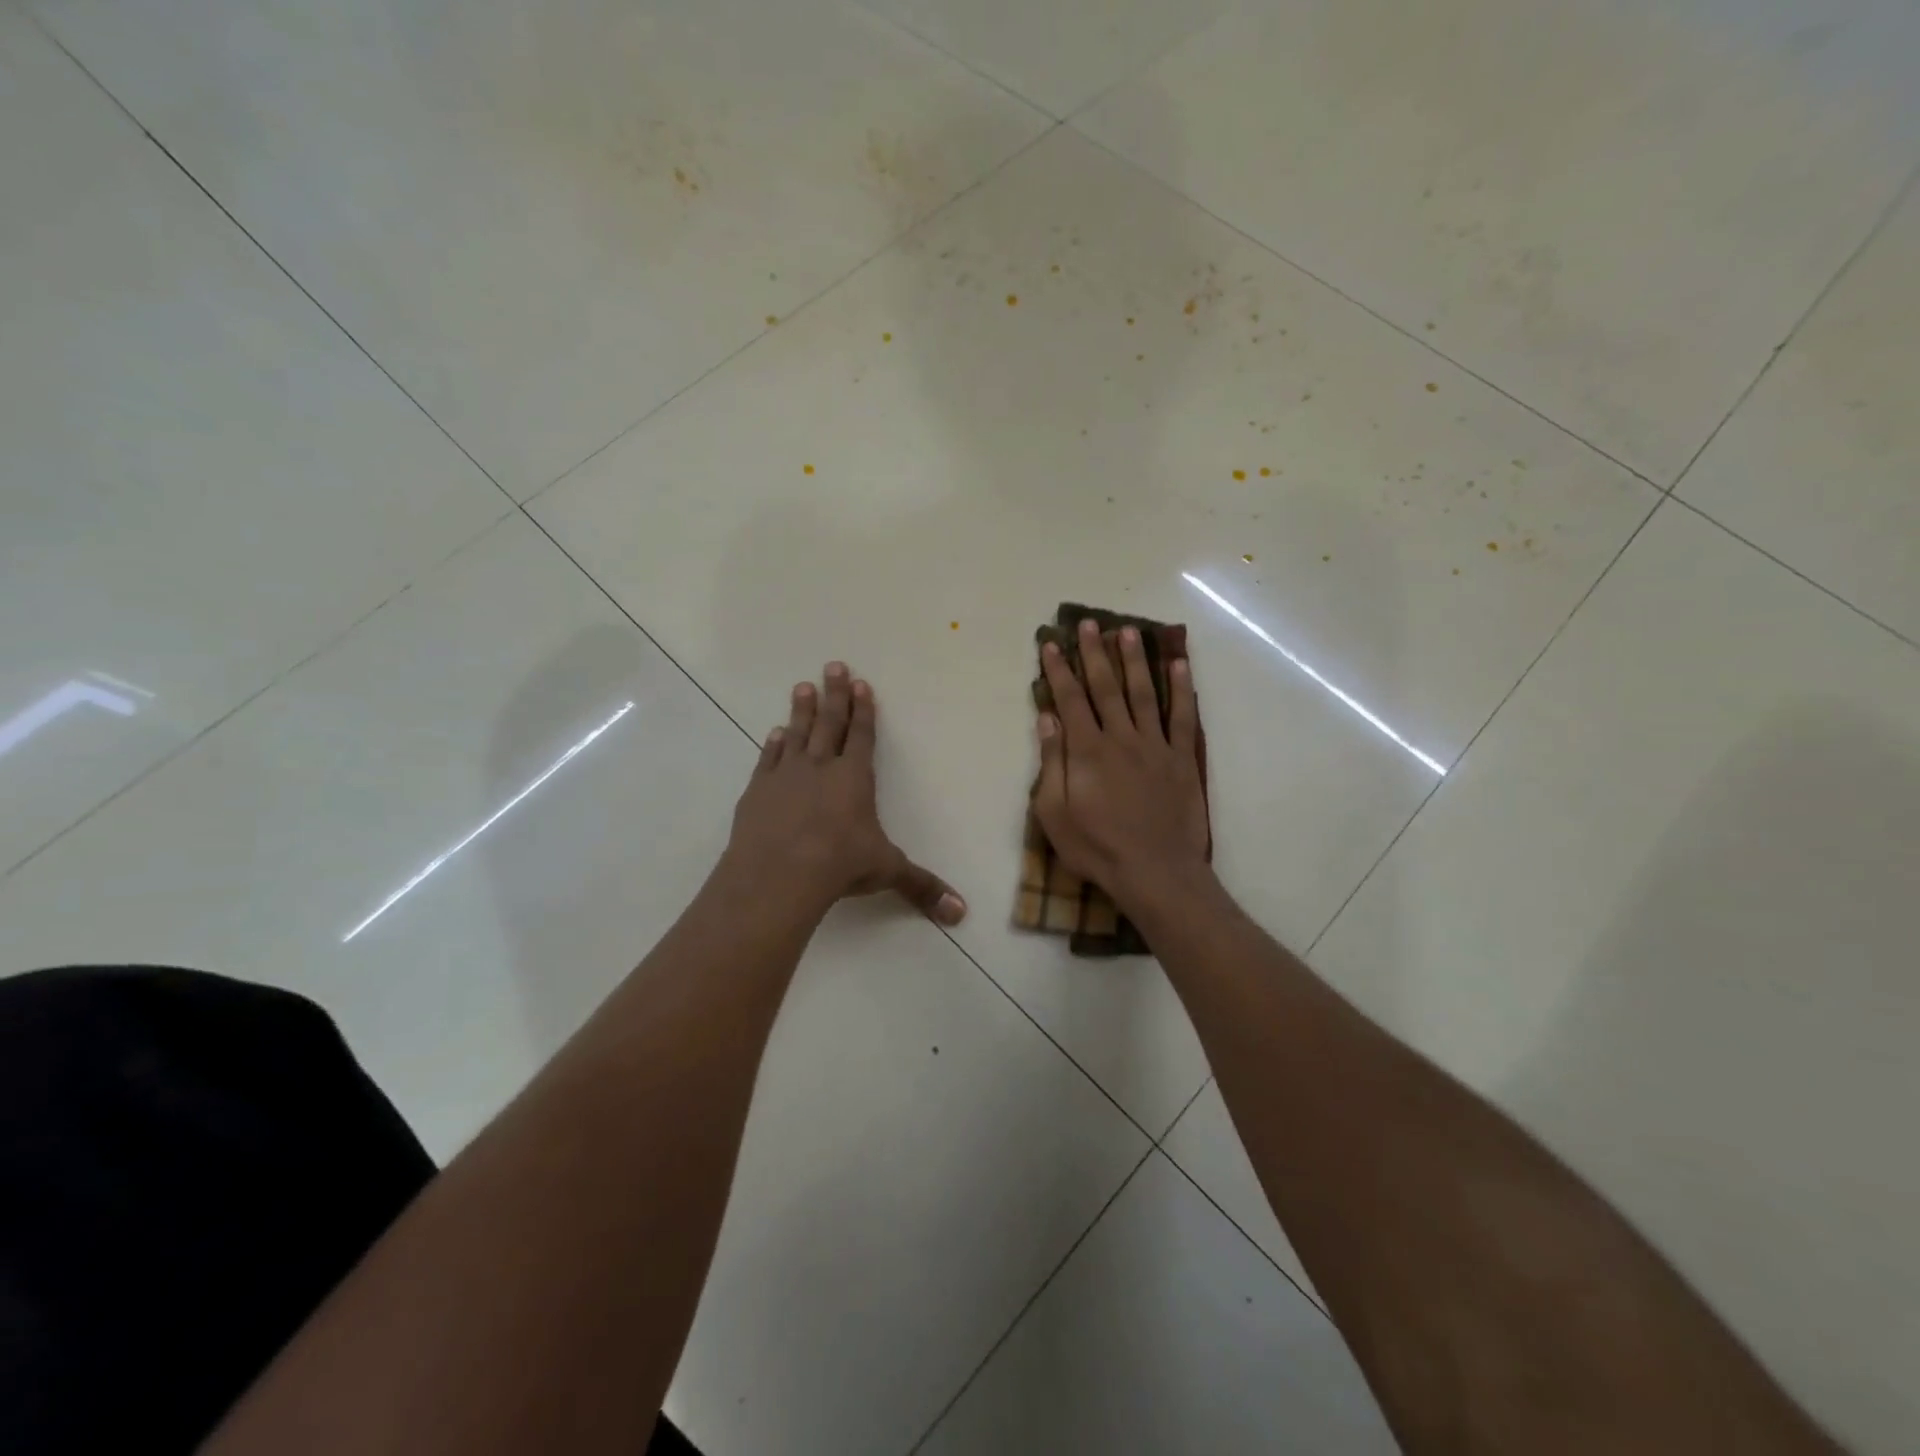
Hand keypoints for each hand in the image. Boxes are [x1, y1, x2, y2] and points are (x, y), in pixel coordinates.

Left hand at [726, 663, 965, 924]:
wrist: (780, 874)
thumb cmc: (840, 865)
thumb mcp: (887, 872)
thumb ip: (922, 886)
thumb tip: (961, 913)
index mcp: (855, 778)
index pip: (863, 736)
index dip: (863, 710)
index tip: (861, 684)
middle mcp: (821, 768)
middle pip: (829, 723)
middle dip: (833, 695)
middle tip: (832, 665)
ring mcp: (786, 776)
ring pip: (797, 734)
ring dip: (801, 710)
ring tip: (802, 686)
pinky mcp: (758, 791)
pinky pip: (768, 759)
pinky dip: (773, 744)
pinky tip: (774, 733)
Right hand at [1033, 620, 1210, 911]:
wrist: (1155, 872)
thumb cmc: (1096, 848)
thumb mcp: (1054, 814)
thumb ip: (1050, 764)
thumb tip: (1047, 720)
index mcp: (1086, 751)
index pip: (1069, 700)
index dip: (1059, 670)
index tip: (1052, 643)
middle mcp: (1121, 737)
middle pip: (1106, 687)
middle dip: (1095, 653)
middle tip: (1088, 623)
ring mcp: (1155, 746)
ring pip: (1143, 693)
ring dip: (1135, 660)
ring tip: (1128, 631)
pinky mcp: (1181, 759)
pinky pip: (1182, 717)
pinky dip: (1182, 688)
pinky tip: (1179, 664)